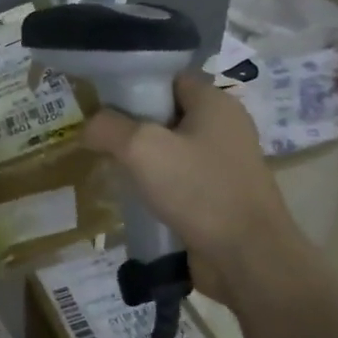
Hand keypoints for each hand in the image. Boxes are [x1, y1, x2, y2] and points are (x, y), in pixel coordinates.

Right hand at [82, 71, 302, 302]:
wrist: (248, 258)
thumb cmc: (198, 190)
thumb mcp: (141, 148)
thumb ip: (108, 128)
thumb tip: (89, 127)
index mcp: (215, 103)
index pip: (168, 78)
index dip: (134, 86)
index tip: (102, 105)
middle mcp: (225, 127)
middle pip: (167, 113)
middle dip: (133, 125)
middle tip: (99, 139)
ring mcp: (225, 164)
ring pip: (172, 148)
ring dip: (143, 159)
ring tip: (112, 169)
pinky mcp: (221, 195)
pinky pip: (180, 178)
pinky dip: (157, 184)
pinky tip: (135, 197)